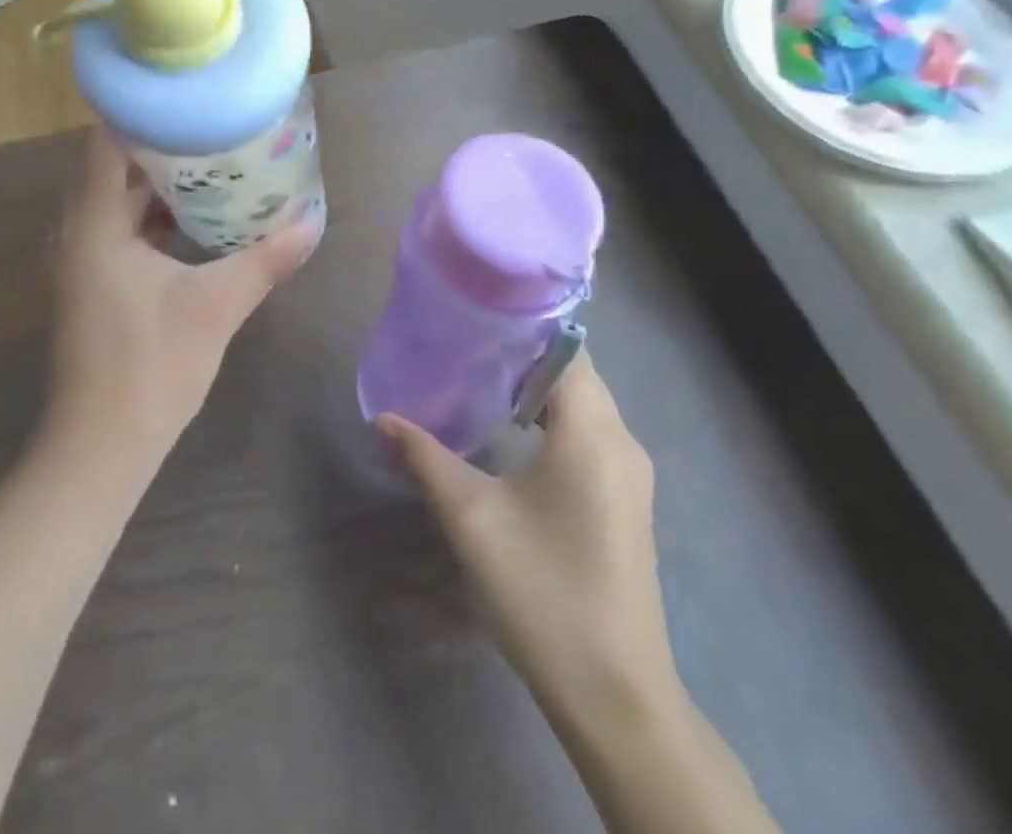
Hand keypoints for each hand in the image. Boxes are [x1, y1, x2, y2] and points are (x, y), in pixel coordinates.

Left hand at [47, 130, 319, 470]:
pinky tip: (200, 216)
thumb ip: (264, 260)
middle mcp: (81, 232)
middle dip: (164, 144)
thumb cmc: (150, 368)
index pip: (107, 143)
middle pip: (117, 167)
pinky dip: (159, 217)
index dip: (143, 111)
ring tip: (215, 158)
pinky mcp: (98, 282)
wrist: (102, 447)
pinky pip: (126, 230)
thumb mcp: (216, 306)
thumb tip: (313, 222)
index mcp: (95, 224)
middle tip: (214, 122)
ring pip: (122, 201)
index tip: (187, 93)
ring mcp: (87, 259)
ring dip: (163, 182)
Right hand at [377, 357, 677, 722]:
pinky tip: (508, 432)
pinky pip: (587, 432)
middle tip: (460, 344)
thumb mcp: (472, 518)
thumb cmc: (543, 592)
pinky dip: (549, 417)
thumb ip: (425, 457)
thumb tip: (383, 418)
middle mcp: (621, 440)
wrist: (616, 696)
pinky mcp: (624, 498)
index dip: (521, 325)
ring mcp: (629, 472)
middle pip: (572, 370)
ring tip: (475, 378)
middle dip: (519, 353)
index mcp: (594, 432)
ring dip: (533, 386)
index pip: (564, 347)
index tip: (471, 315)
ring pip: (581, 402)